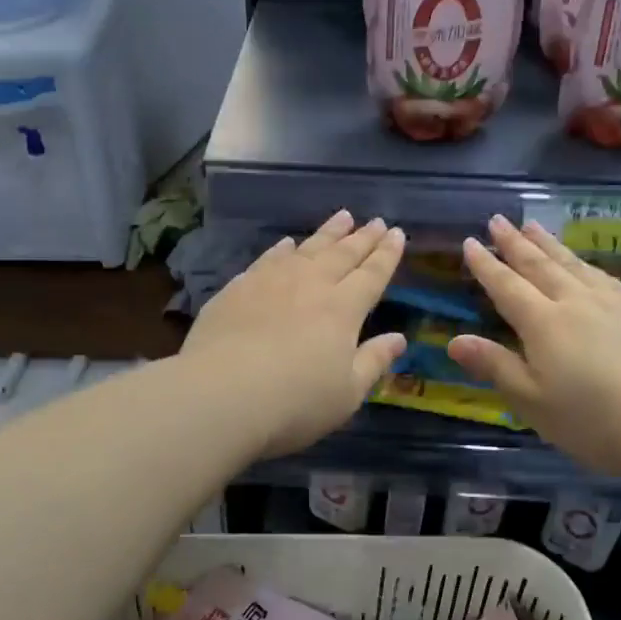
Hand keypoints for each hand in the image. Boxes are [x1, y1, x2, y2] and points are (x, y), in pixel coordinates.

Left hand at [182, 211, 407, 457]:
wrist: (221, 395)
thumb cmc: (295, 402)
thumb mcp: (347, 393)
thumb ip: (374, 361)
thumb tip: (399, 338)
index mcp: (343, 309)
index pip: (372, 274)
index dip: (387, 254)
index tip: (398, 234)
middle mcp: (310, 285)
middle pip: (342, 254)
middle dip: (363, 237)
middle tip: (377, 220)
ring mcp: (271, 282)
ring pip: (306, 248)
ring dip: (328, 232)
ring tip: (343, 216)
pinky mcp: (237, 289)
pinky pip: (267, 259)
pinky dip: (282, 248)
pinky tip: (286, 244)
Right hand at [447, 215, 620, 478]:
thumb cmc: (593, 419)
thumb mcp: (532, 401)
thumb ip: (494, 366)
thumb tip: (454, 340)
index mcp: (543, 324)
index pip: (506, 287)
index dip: (486, 265)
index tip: (471, 242)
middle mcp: (575, 302)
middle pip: (539, 265)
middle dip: (515, 242)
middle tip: (498, 220)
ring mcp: (612, 303)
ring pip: (572, 264)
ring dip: (549, 244)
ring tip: (534, 226)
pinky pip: (603, 275)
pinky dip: (585, 262)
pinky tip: (584, 263)